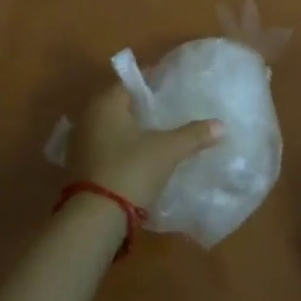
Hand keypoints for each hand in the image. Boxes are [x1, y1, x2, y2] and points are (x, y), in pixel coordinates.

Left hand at [69, 84, 222, 208]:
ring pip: (111, 128)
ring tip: (158, 135)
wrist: (95, 219)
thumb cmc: (131, 170)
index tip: (171, 86)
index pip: (130, 82)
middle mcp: (87, 117)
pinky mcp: (78, 168)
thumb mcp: (168, 150)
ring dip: (131, 130)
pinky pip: (105, 147)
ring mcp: (80, 144)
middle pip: (119, 104)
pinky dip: (121, 148)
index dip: (152, 82)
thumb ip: (194, 135)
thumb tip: (222, 125)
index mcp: (105, 103)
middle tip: (168, 110)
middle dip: (142, 107)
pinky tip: (140, 158)